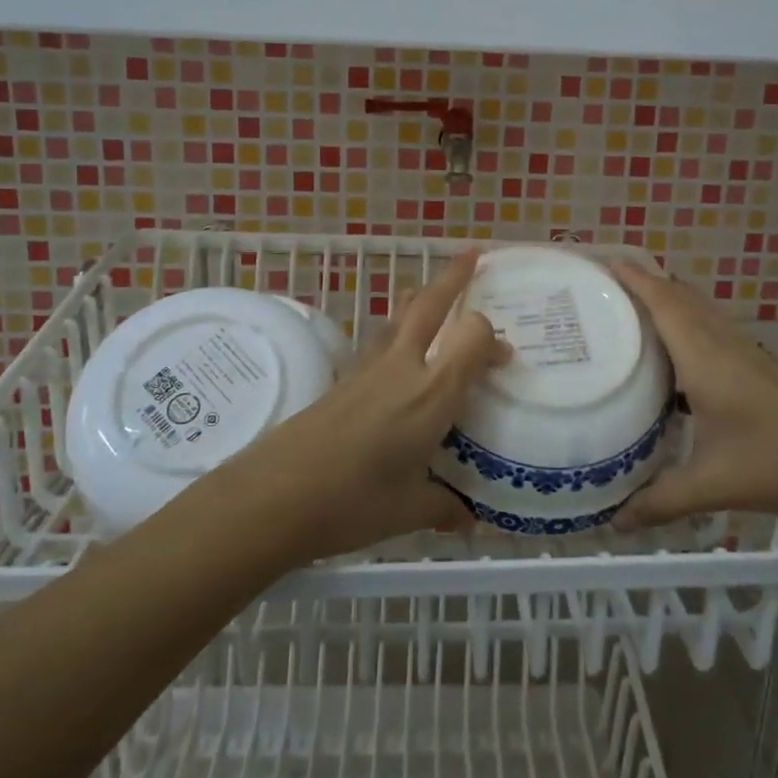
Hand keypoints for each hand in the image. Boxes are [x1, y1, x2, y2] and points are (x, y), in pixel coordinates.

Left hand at [219, 251, 508, 561]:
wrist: (274, 495)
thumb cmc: (352, 502)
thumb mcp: (408, 511)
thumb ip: (443, 508)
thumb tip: (467, 521)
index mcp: (431, 394)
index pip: (472, 338)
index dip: (492, 339)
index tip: (503, 358)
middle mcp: (401, 368)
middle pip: (429, 305)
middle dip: (453, 277)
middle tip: (474, 256)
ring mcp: (367, 369)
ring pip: (398, 316)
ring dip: (420, 299)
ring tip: (433, 293)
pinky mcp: (342, 378)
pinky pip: (379, 341)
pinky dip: (396, 332)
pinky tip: (396, 356)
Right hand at [612, 261, 777, 526]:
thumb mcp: (713, 484)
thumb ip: (661, 500)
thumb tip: (614, 523)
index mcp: (703, 357)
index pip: (663, 302)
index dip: (633, 278)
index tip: (603, 261)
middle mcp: (723, 343)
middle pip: (680, 297)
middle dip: (644, 282)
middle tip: (606, 288)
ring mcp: (747, 351)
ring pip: (700, 310)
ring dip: (668, 300)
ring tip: (633, 311)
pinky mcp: (762, 365)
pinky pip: (714, 328)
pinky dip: (688, 322)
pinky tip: (681, 353)